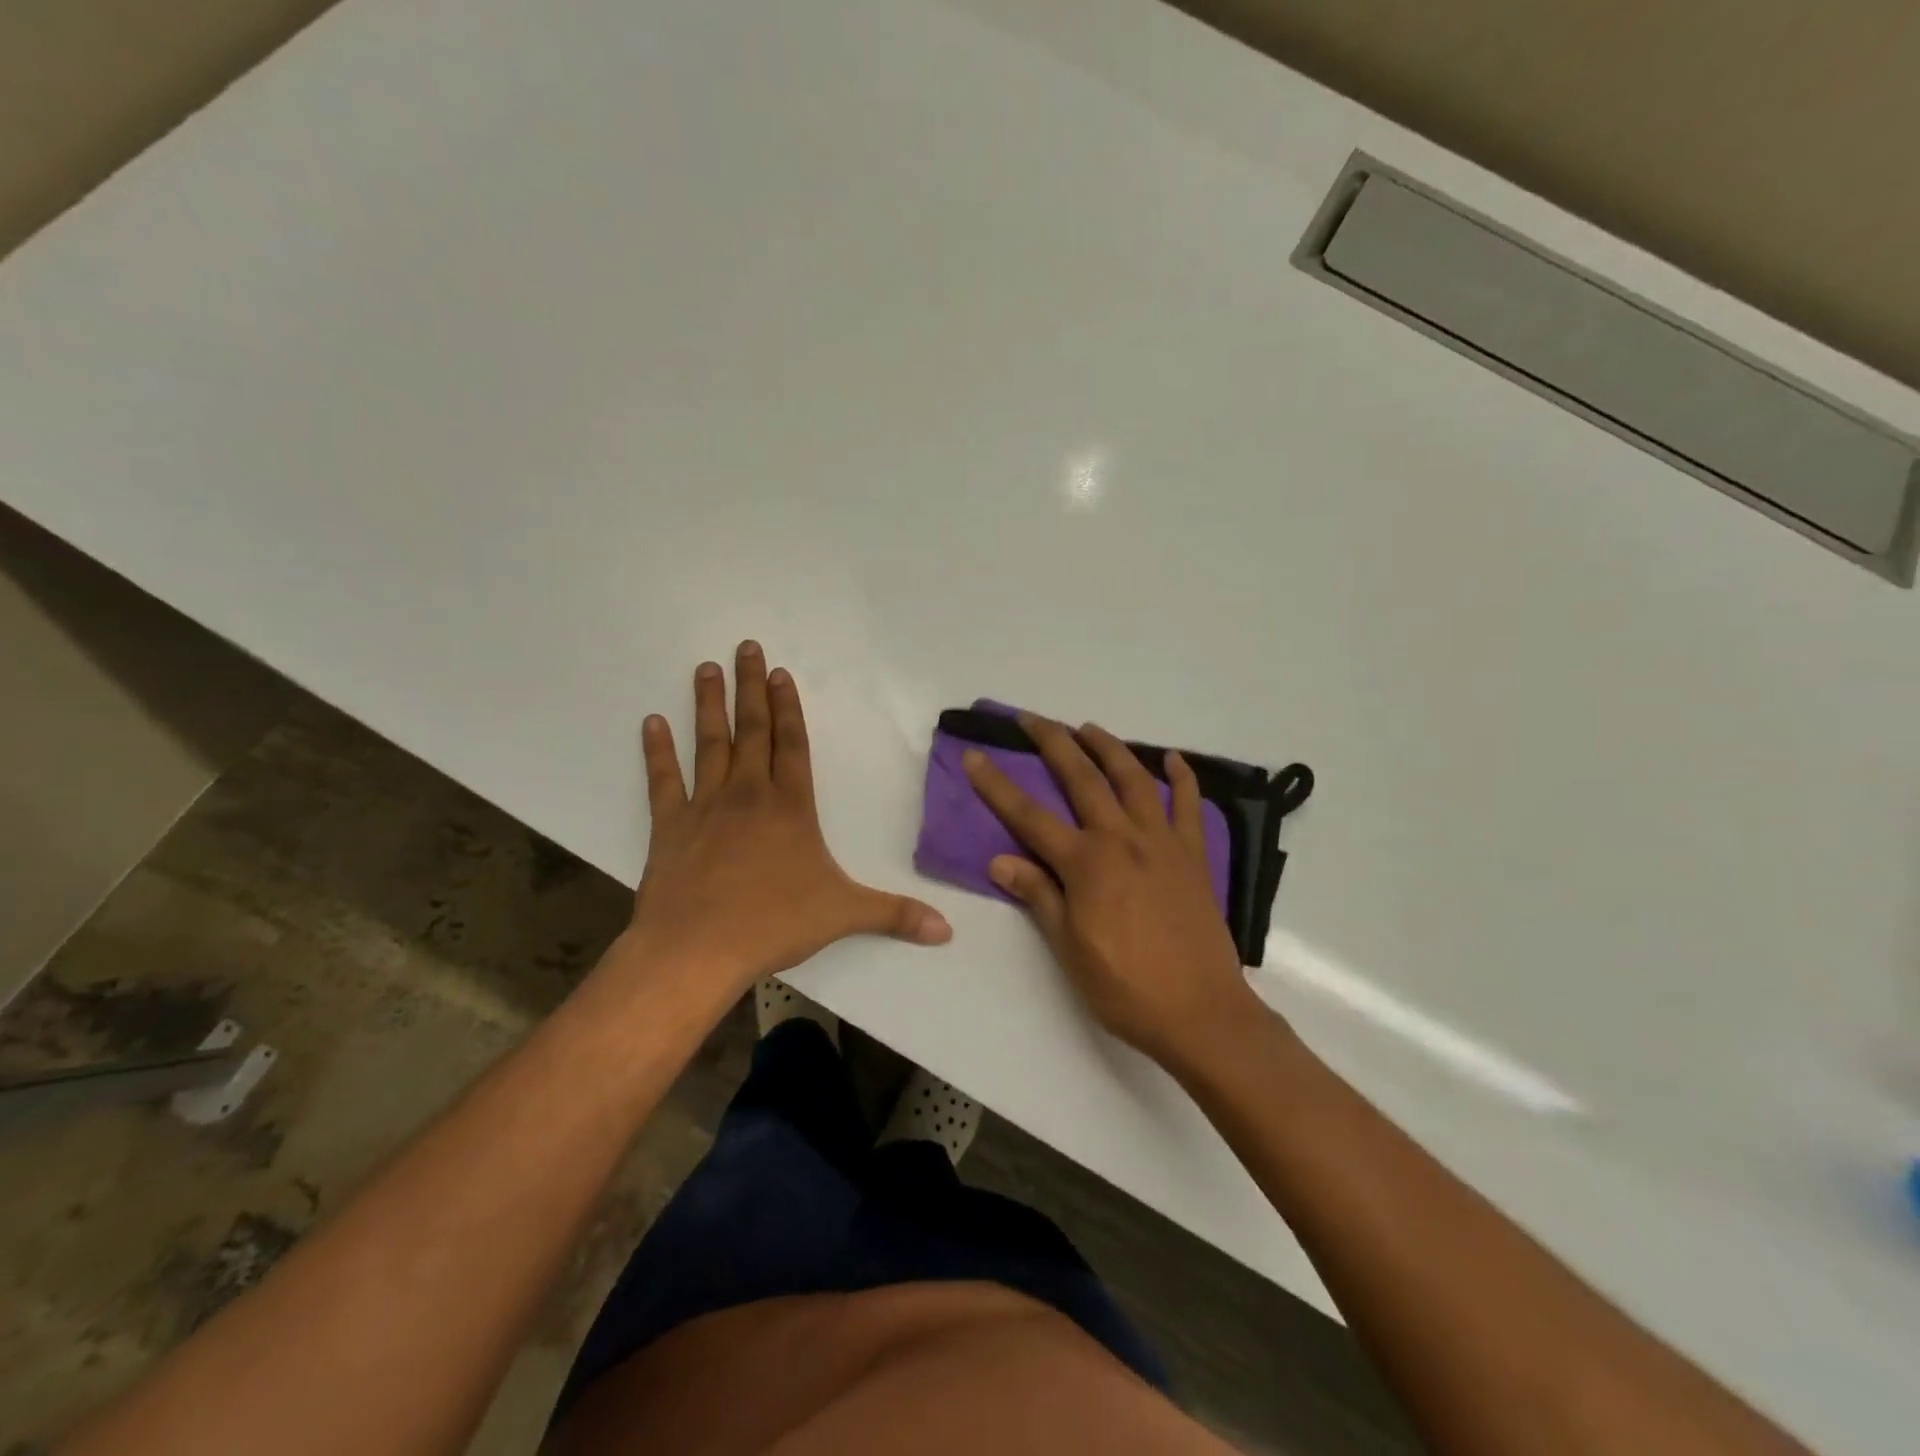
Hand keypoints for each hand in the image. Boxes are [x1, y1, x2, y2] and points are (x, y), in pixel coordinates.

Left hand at [627, 641, 951, 990]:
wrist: (697, 949)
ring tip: (706, 668)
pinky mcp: (669, 826)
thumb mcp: (843, 915)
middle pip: (752, 730)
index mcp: (790, 807)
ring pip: (709, 744)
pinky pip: (663, 780)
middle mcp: (749, 795)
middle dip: (751, 688)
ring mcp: (705, 806)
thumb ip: (895, 915)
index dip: (789, 707)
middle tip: (745, 648)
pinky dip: (657, 751)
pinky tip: (652, 722)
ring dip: (709, 705)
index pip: (793, 745)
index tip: (782, 673)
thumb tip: (947, 930)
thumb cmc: (773, 924)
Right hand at [962, 715, 1260, 1070]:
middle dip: (1053, 743)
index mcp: (1085, 864)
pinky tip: (1171, 760)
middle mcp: (1121, 839)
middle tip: (1032, 718)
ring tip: (1088, 728)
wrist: (1201, 1012)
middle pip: (1082, 778)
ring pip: (1133, 779)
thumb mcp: (1069, 948)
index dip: (996, 785)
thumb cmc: (1125, 987)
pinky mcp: (1193, 856)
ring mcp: (1162, 843)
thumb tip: (1000, 860)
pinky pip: (1189, 806)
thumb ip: (1039, 896)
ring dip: (1109, 748)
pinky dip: (1181, 778)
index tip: (974, 755)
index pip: (1028, 816)